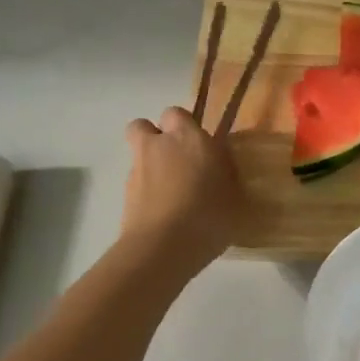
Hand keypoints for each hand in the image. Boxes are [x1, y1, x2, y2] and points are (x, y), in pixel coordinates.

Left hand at [121, 107, 242, 272]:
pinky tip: (163, 213)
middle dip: (155, 137)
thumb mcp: (235, 196)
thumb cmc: (210, 216)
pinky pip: (135, 183)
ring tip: (170, 192)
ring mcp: (137, 170)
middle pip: (143, 126)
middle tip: (176, 159)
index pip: (176, 113)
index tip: (198, 145)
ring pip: (138, 155)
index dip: (184, 126)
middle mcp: (158, 146)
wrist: (164, 247)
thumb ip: (226, 176)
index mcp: (189, 138)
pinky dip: (145, 192)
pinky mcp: (124, 195)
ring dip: (150, 165)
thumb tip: (220, 169)